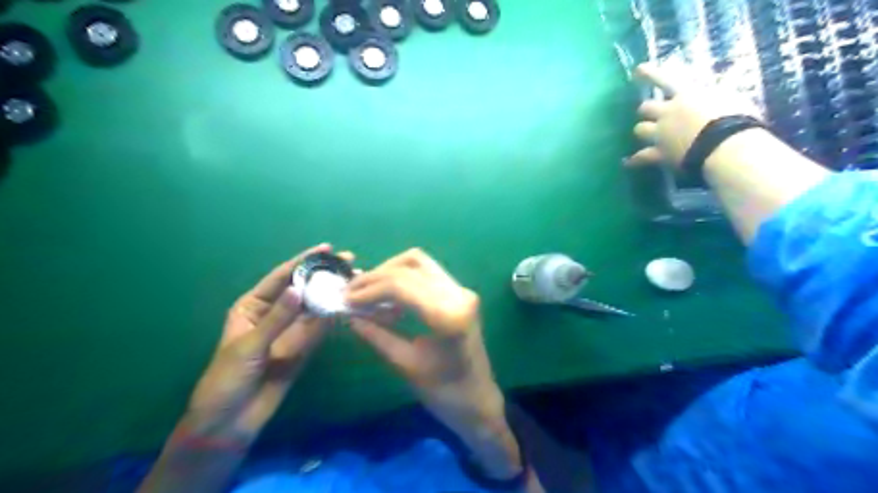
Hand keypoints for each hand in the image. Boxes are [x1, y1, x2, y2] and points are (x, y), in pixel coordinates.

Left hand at [184, 245, 350, 445]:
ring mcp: (291, 330)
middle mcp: (275, 313)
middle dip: (325, 274)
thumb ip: (277, 319)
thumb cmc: (228, 379)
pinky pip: (321, 327)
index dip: (304, 261)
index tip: (327, 249)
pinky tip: (349, 304)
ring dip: (334, 293)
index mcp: (253, 306)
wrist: (230, 421)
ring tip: (356, 279)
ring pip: (316, 306)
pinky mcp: (303, 346)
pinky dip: (334, 316)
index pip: (281, 276)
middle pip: (303, 288)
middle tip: (350, 261)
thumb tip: (299, 289)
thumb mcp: (249, 346)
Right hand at [342, 249, 519, 478]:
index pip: (401, 285)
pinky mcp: (460, 292)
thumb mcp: (405, 365)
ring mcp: (462, 291)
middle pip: (410, 266)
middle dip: (375, 276)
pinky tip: (387, 294)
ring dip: (389, 270)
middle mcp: (458, 295)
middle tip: (350, 292)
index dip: (369, 288)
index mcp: (448, 316)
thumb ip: (376, 335)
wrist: (478, 398)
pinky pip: (426, 272)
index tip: (345, 299)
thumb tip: (348, 314)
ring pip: (419, 261)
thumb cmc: (443, 393)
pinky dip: (403, 276)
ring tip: (366, 290)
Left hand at [627, 61, 757, 166]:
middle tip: (650, 113)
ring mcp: (660, 134)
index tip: (637, 70)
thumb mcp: (732, 98)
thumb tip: (720, 86)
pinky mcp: (658, 153)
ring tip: (645, 134)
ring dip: (642, 130)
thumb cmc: (737, 119)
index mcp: (686, 95)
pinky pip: (640, 157)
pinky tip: (627, 162)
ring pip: (639, 129)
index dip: (650, 74)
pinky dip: (634, 160)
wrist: (725, 146)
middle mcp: (668, 113)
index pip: (665, 80)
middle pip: (646, 108)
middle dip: (647, 110)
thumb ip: (720, 93)